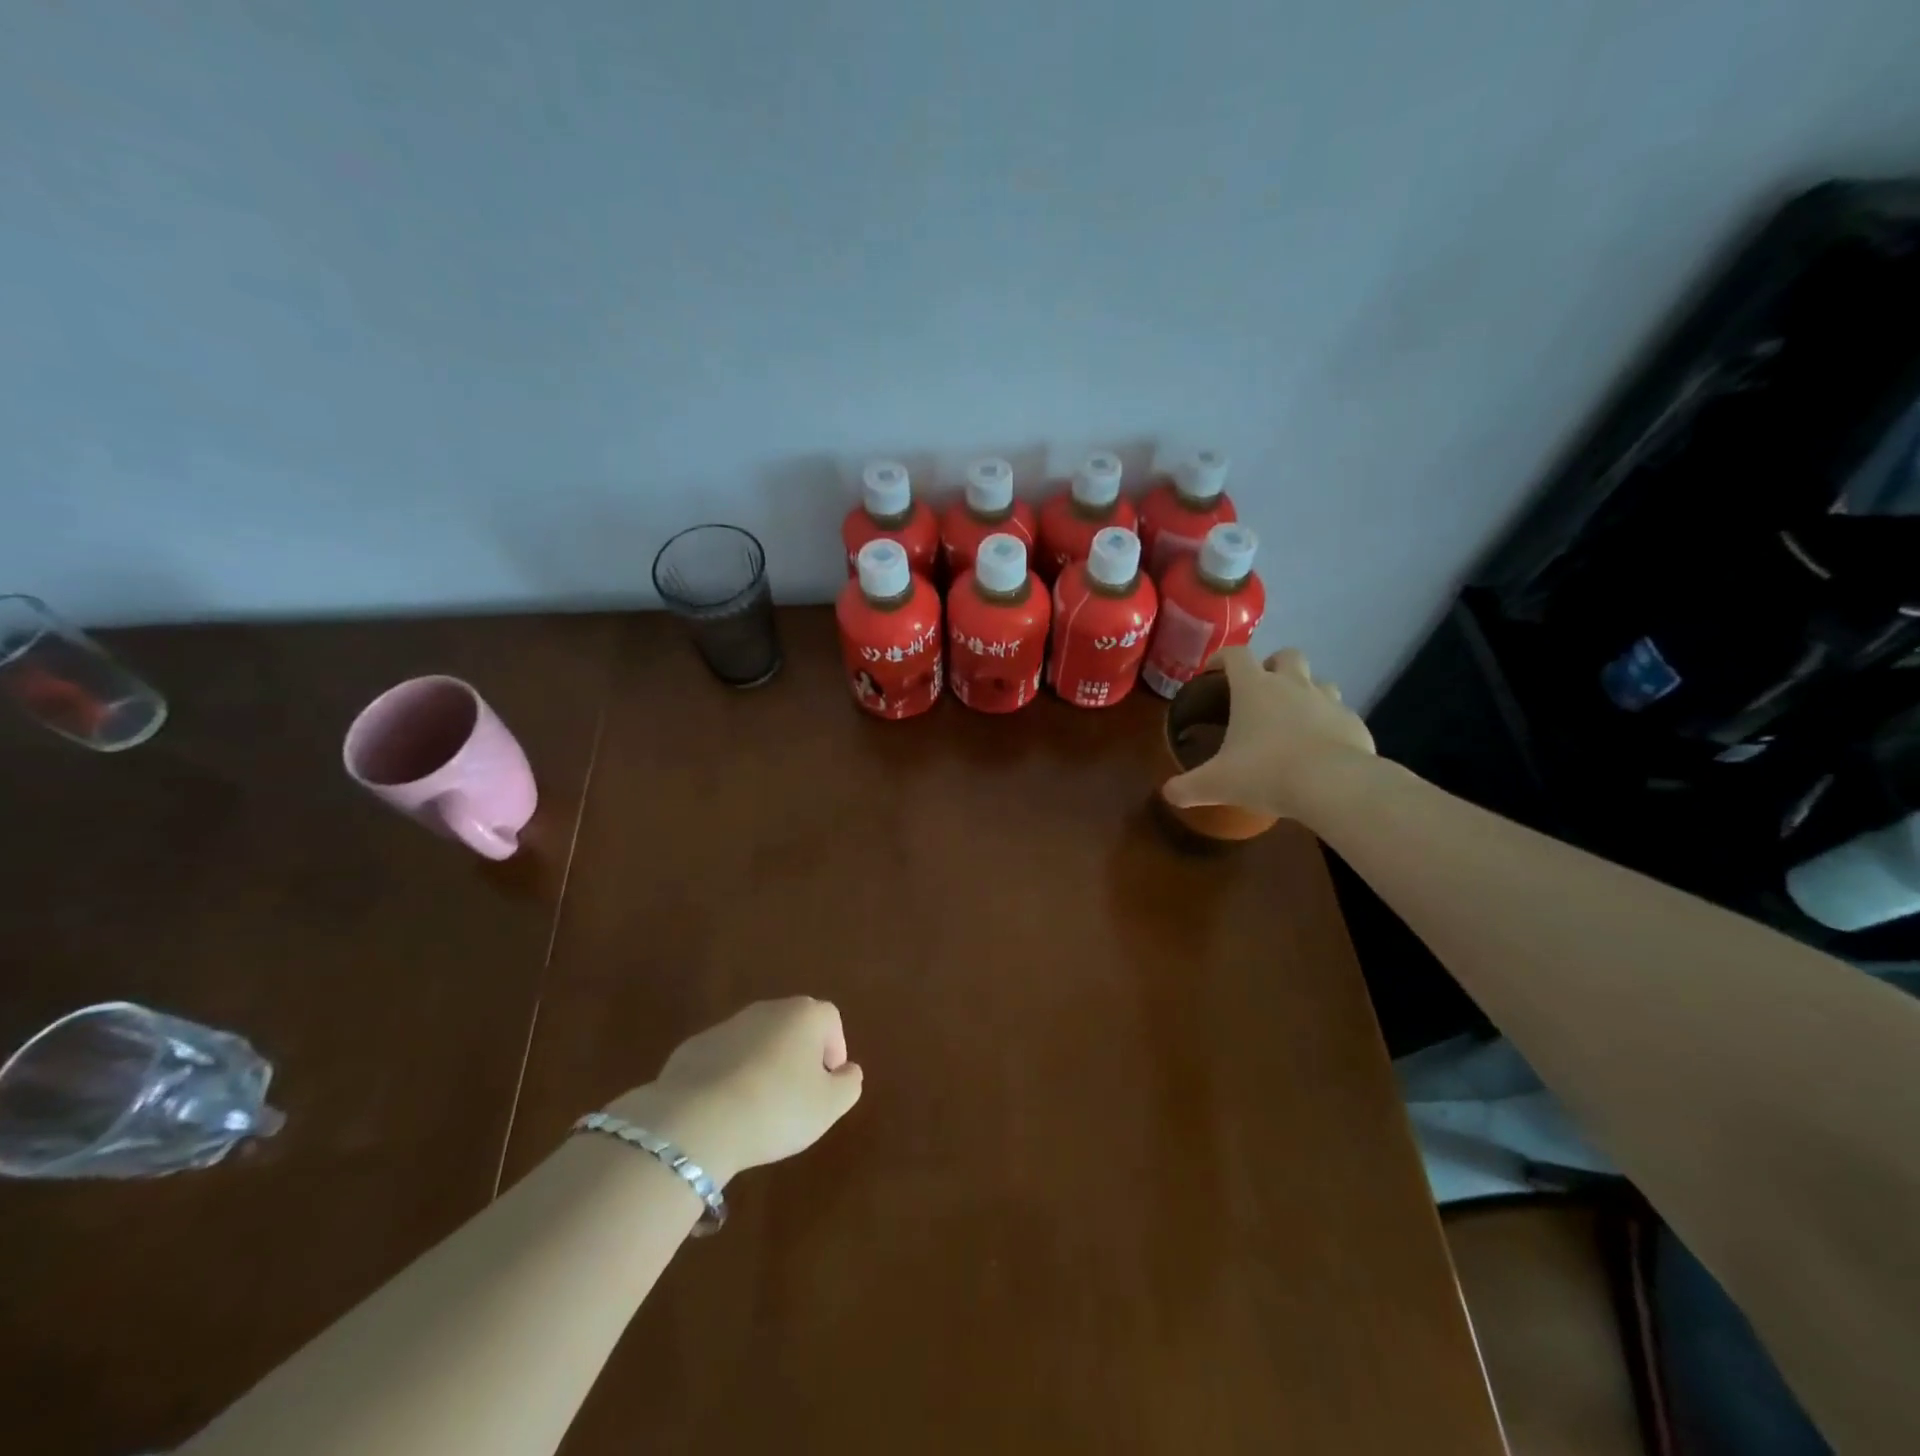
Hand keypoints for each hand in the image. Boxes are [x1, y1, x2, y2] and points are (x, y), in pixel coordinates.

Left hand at [605, 998, 862, 1185]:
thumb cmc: (777, 1108)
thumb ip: (848, 1084)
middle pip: (792, 1026)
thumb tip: (848, 1070)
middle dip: (798, 1056)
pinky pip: (723, 1059)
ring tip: (759, 1108)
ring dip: (763, 1066)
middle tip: (796, 1097)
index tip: (826, 1085)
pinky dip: (730, 1077)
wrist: (697, 1120)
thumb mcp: (829, 1106)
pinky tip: (725, 1111)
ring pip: (756, 1042)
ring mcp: (727, 1026)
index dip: (834, 1051)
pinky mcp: (692, 1048)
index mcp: (804, 1015)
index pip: (830, 1020)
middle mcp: (767, 1009)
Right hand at [1162, 646, 1375, 820]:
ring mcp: (1328, 701)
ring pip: (1320, 680)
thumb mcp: (1216, 784)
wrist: (1333, 785)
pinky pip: (1340, 715)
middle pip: (1286, 655)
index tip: (1212, 671)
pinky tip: (1321, 748)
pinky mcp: (1354, 723)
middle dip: (1273, 665)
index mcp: (1254, 688)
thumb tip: (1167, 793)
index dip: (1221, 658)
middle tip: (1262, 690)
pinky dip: (1329, 724)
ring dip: (1307, 691)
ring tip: (1294, 717)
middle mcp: (1292, 685)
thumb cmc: (1266, 773)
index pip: (1235, 655)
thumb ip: (1187, 787)